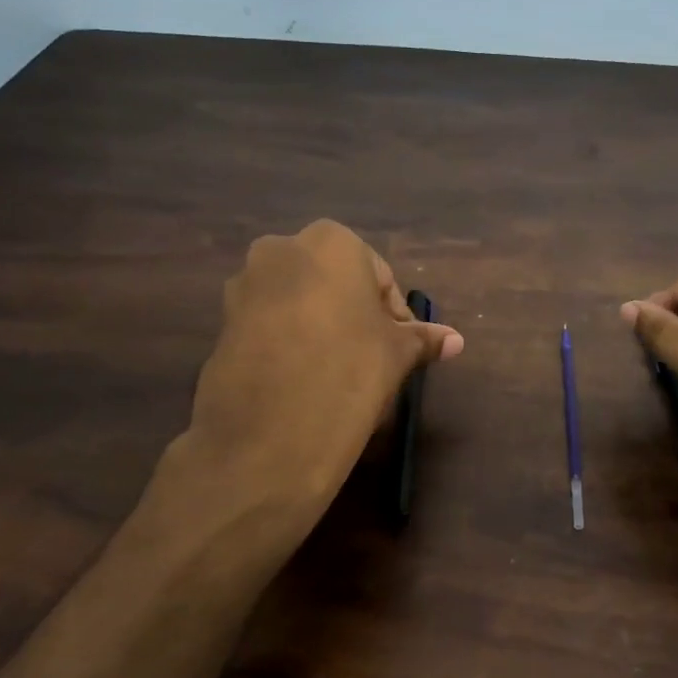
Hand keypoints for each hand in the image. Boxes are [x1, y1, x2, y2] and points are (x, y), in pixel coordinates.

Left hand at [184, 220, 462, 507]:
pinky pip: (268, 325)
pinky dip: (288, 343)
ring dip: (320, 328)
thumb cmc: (349, 372)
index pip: (379, 276)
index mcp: (330, 242)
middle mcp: (280, 249)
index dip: (393, 315)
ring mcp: (244, 286)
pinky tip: (301, 381)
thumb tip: (456, 341)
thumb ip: (423, 339)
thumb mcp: (396, 354)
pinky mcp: (221, 323)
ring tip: (335, 373)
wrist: (268, 434)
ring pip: (299, 302)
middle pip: (334, 284)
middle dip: (354, 316)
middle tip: (370, 359)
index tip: (399, 350)